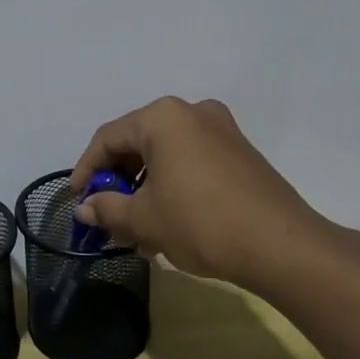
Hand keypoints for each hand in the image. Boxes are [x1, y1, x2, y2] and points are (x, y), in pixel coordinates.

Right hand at [70, 97, 359, 294]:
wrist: (282, 246)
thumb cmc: (200, 222)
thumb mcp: (144, 218)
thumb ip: (107, 209)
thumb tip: (85, 209)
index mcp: (162, 117)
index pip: (107, 138)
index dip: (86, 170)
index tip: (78, 201)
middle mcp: (191, 112)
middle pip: (137, 144)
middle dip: (118, 182)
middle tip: (106, 216)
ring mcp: (221, 130)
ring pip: (165, 155)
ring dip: (144, 189)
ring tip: (136, 228)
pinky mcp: (240, 152)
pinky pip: (191, 162)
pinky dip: (172, 186)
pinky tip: (167, 222)